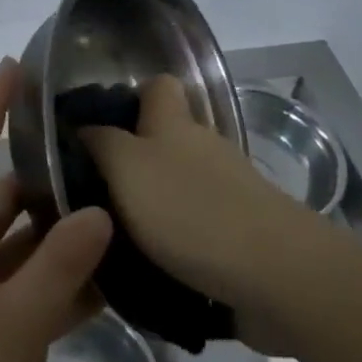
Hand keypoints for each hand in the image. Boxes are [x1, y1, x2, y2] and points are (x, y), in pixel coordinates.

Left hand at [0, 59, 112, 361]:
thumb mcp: (12, 324)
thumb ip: (58, 267)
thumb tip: (98, 212)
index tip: (15, 66)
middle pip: (4, 198)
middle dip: (45, 177)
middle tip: (97, 153)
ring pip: (21, 245)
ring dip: (60, 235)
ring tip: (116, 210)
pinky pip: (28, 288)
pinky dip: (61, 283)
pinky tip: (109, 281)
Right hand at [81, 75, 323, 327]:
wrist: (277, 275)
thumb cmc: (190, 209)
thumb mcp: (126, 167)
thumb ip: (100, 143)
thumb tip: (83, 126)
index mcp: (174, 124)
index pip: (157, 86)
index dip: (130, 96)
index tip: (97, 126)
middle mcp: (204, 149)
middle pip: (166, 139)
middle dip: (133, 161)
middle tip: (92, 190)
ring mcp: (230, 192)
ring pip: (181, 186)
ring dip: (152, 206)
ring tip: (114, 238)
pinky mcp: (244, 236)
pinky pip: (199, 230)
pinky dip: (176, 244)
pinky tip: (151, 271)